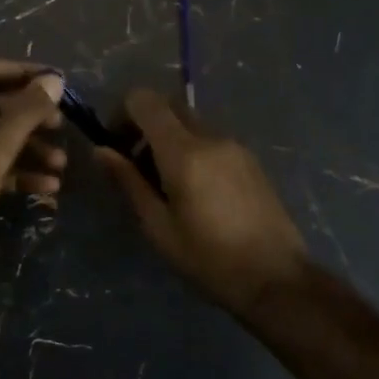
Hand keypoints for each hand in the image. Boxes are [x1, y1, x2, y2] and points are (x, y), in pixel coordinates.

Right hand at [96, 89, 308, 313]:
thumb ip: (129, 182)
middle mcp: (211, 137)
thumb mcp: (158, 226)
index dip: (123, 114)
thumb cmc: (209, 259)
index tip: (117, 146)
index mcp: (184, 152)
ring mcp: (235, 146)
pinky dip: (192, 150)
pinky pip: (211, 139)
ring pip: (190, 123)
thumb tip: (101, 150)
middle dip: (145, 125)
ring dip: (169, 140)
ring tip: (167, 186)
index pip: (144, 99)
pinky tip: (196, 193)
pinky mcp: (250, 159)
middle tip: (137, 166)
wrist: (277, 279)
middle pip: (169, 105)